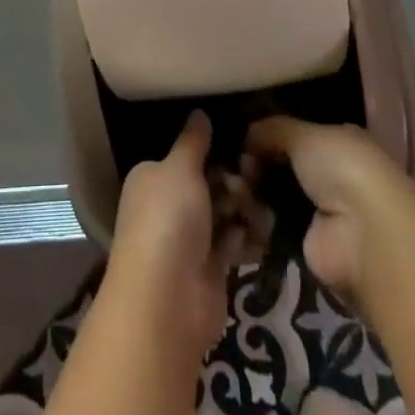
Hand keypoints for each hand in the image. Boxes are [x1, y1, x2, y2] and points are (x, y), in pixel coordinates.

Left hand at [108, 111, 246, 356]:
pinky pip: (232, 245)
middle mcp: (167, 207)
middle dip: (233, 182)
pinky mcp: (209, 270)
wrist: (166, 301)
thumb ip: (193, 142)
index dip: (212, 151)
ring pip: (223, 214)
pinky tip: (262, 233)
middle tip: (252, 179)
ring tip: (260, 209)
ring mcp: (188, 240)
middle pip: (208, 185)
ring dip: (243, 210)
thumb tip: (199, 112)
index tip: (241, 145)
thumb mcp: (179, 169)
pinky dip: (246, 239)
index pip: (184, 158)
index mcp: (152, 178)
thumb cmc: (167, 220)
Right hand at [246, 117, 414, 306]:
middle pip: (282, 165)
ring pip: (275, 195)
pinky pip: (272, 225)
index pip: (297, 134)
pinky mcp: (306, 245)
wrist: (364, 234)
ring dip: (253, 190)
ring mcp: (318, 211)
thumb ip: (273, 129)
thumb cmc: (341, 168)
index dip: (269, 134)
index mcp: (337, 142)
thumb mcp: (304, 134)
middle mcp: (330, 175)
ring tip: (235, 186)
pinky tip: (241, 208)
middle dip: (257, 162)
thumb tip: (248, 132)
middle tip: (238, 164)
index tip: (244, 137)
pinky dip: (257, 218)